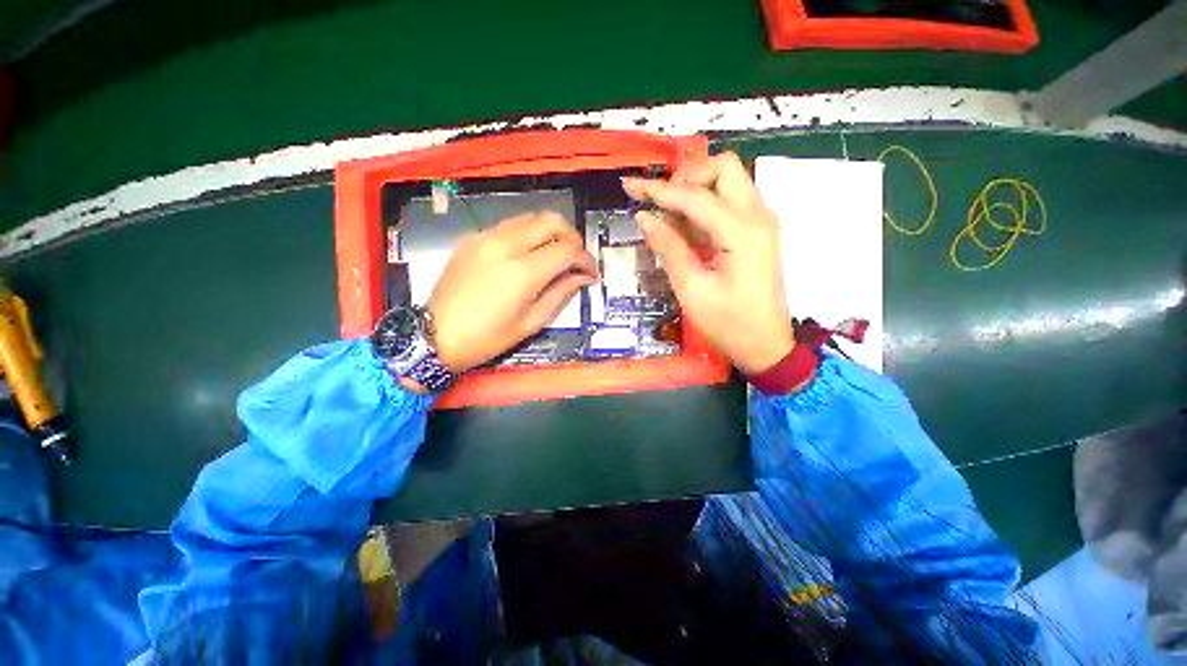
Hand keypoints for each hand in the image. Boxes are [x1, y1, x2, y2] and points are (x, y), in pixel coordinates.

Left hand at [427, 211, 598, 373]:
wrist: (435, 335)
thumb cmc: (488, 337)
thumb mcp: (531, 322)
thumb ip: (561, 293)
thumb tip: (583, 277)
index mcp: (523, 271)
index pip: (568, 250)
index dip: (586, 260)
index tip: (591, 273)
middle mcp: (506, 244)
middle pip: (552, 221)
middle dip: (573, 237)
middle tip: (577, 259)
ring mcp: (486, 237)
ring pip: (531, 218)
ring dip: (551, 233)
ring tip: (556, 255)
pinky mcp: (473, 238)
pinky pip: (510, 225)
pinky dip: (528, 234)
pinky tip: (529, 254)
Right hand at [622, 152, 793, 374]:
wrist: (765, 346)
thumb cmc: (728, 323)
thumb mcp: (692, 289)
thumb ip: (668, 248)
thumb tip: (643, 217)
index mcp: (742, 232)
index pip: (695, 197)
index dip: (659, 191)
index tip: (630, 186)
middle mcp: (757, 216)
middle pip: (723, 168)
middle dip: (686, 177)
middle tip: (659, 202)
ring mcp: (761, 222)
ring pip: (728, 180)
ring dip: (695, 188)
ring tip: (667, 214)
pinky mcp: (758, 232)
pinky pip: (731, 200)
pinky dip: (705, 203)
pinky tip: (684, 225)